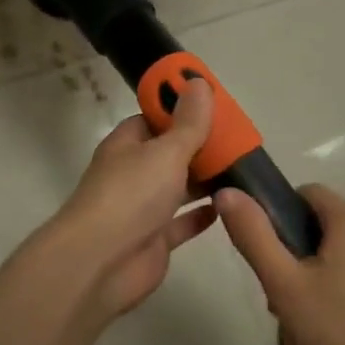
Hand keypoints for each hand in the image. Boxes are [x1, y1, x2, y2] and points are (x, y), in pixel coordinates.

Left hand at [48, 80, 218, 320]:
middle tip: (241, 139)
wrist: (101, 262)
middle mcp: (133, 173)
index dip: (181, 110)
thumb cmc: (131, 195)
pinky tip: (229, 206)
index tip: (215, 105)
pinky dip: (202, 215)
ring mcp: (142, 209)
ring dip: (205, 180)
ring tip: (244, 169)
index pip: (153, 119)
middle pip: (169, 154)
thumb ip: (188, 123)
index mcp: (127, 145)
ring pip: (178, 188)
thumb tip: (198, 82)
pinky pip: (182, 222)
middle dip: (200, 147)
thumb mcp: (165, 151)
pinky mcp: (154, 240)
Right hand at [215, 183, 344, 344]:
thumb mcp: (284, 284)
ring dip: (312, 281)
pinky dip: (337, 294)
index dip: (278, 215)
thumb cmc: (340, 330)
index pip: (306, 192)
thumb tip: (227, 192)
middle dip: (293, 258)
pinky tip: (328, 332)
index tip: (267, 254)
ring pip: (337, 256)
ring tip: (302, 324)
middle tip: (281, 300)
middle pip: (320, 228)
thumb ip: (253, 235)